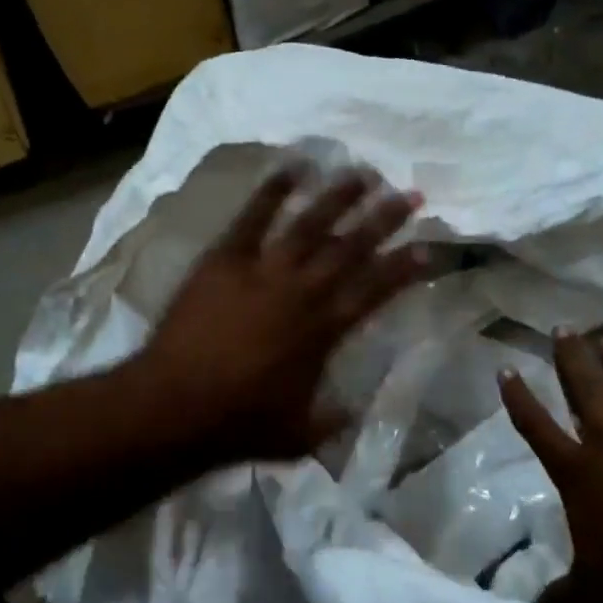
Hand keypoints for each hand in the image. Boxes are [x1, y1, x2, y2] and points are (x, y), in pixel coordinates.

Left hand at [137, 166, 425, 469]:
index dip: (405, 267)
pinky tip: (292, 167)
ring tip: (363, 173)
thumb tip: (352, 410)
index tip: (428, 247)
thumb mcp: (300, 435)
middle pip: (351, 247)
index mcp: (324, 330)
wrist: (174, 407)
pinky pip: (253, 218)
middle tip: (409, 194)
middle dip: (384, 219)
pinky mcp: (225, 260)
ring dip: (339, 197)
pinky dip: (273, 191)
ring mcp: (262, 271)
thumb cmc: (239, 424)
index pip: (376, 290)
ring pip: (310, 224)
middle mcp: (302, 291)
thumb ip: (332, 420)